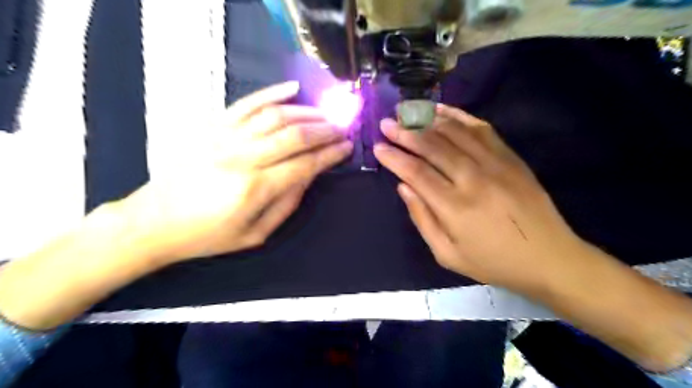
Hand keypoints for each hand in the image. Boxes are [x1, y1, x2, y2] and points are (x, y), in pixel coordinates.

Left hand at [119, 80, 351, 264]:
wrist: (154, 222)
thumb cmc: (208, 235)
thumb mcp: (255, 233)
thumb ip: (287, 203)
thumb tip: (309, 176)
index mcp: (256, 188)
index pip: (305, 164)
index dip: (330, 154)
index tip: (347, 147)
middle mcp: (243, 157)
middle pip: (295, 135)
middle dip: (325, 130)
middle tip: (342, 128)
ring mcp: (226, 138)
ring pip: (275, 116)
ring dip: (306, 113)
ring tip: (325, 116)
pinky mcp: (212, 128)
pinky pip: (246, 103)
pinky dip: (271, 93)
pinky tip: (292, 89)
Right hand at [376, 104, 584, 291]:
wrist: (549, 257)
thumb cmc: (493, 262)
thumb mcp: (447, 254)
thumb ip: (422, 219)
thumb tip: (403, 187)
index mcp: (455, 207)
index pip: (416, 172)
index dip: (394, 157)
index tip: (378, 146)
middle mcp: (473, 179)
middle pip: (432, 146)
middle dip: (406, 133)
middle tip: (387, 123)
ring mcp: (495, 163)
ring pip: (455, 133)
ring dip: (428, 121)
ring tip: (409, 114)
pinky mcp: (510, 157)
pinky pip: (481, 129)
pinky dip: (459, 116)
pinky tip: (442, 111)